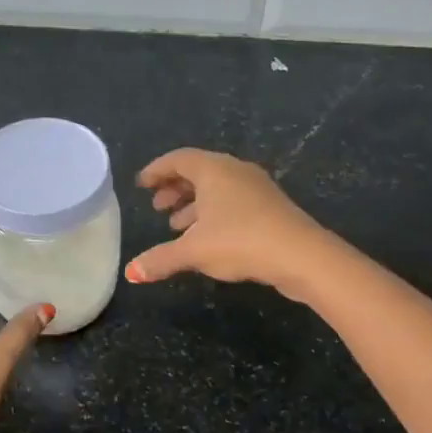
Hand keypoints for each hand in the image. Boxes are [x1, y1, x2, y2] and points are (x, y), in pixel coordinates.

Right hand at [125, 149, 333, 297]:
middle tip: (157, 208)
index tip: (141, 184)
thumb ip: (160, 259)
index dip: (157, 171)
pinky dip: (214, 214)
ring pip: (217, 189)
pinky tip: (209, 237)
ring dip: (194, 204)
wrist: (300, 254)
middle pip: (198, 172)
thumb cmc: (240, 242)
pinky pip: (233, 202)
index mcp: (213, 170)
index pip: (178, 159)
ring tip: (177, 226)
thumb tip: (131, 273)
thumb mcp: (193, 252)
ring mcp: (256, 188)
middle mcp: (235, 170)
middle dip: (175, 189)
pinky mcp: (270, 207)